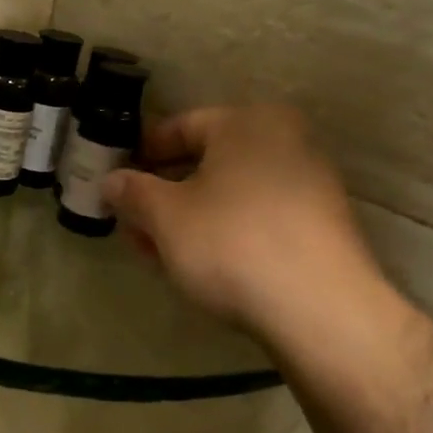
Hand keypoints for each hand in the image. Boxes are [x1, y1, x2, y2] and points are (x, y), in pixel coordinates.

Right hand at [101, 106, 398, 348]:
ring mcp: (310, 184)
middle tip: (133, 221)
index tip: (118, 177)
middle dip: (164, 192)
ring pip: (231, 193)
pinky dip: (225, 231)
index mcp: (249, 123)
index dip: (143, 152)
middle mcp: (286, 141)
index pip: (182, 126)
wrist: (321, 310)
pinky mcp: (321, 226)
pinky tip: (201, 263)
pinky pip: (258, 216)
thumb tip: (111, 181)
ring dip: (190, 216)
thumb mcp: (166, 217)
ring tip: (158, 249)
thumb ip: (132, 192)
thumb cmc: (232, 243)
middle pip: (208, 161)